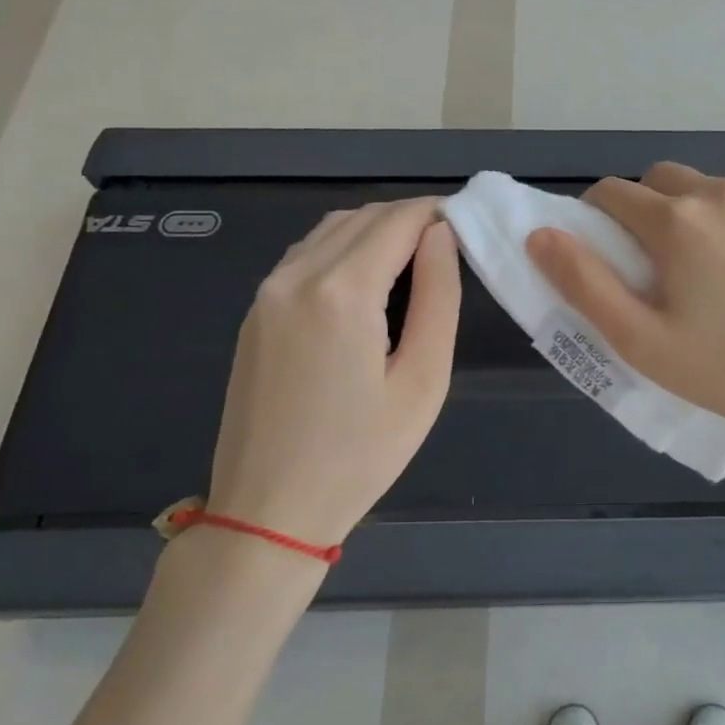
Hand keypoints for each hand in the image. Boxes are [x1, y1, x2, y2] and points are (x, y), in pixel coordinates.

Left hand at [205, 199, 459, 548]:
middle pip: (364, 217)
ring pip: (331, 229)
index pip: (398, 220)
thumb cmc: (360, 455)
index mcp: (342, 292)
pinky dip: (344, 249)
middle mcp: (296, 275)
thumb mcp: (424, 380)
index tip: (469, 228)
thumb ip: (439, 297)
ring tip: (414, 265)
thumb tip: (442, 236)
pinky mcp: (255, 311)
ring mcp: (267, 291)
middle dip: (410, 219)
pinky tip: (367, 284)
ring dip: (376, 231)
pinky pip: (306, 255)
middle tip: (449, 250)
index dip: (438, 213)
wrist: (267, 512)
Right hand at [526, 163, 724, 449]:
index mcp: (677, 222)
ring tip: (724, 269)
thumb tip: (540, 234)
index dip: (599, 217)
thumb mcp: (643, 342)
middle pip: (664, 180)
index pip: (613, 193)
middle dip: (650, 209)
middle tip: (665, 263)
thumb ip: (585, 284)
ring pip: (717, 188)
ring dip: (704, 213)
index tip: (610, 251)